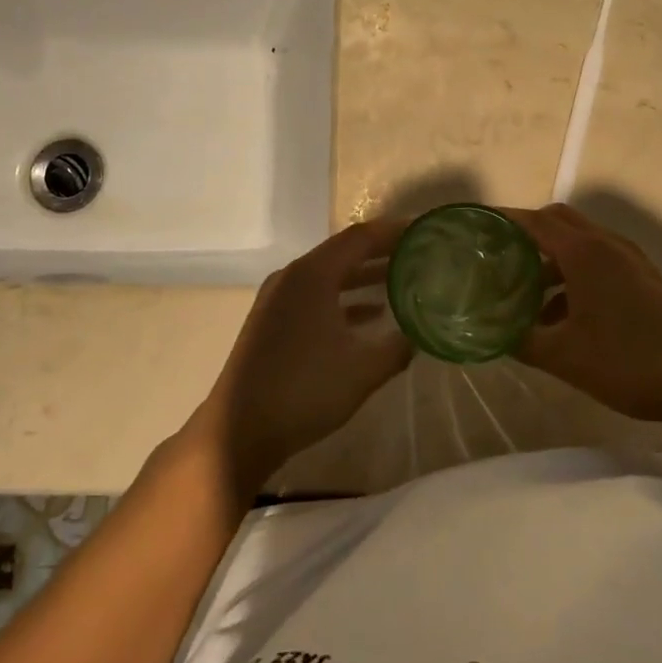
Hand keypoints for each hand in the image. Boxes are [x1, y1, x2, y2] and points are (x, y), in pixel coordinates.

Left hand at [189, 217, 409, 489]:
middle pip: (342, 253)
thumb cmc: (304, 389)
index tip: (422, 233)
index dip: (393, 233)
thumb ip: (397, 346)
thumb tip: (421, 332)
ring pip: (328, 276)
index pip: (359, 238)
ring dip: (362, 278)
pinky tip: (369, 317)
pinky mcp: (271, 322)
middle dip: (380, 253)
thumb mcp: (363, 370)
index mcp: (312, 275)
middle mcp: (292, 277)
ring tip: (400, 283)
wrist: (238, 430)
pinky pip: (314, 296)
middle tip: (417, 255)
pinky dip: (342, 300)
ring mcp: (277, 299)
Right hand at [504, 203, 661, 426]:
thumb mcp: (563, 357)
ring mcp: (631, 260)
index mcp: (585, 253)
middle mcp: (607, 245)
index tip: (476, 227)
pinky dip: (574, 274)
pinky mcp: (645, 279)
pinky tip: (562, 316)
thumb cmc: (628, 362)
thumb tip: (489, 332)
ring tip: (525, 293)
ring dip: (551, 258)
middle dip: (527, 233)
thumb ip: (520, 340)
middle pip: (558, 221)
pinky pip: (599, 261)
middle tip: (499, 256)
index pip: (534, 221)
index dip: (503, 220)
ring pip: (580, 243)